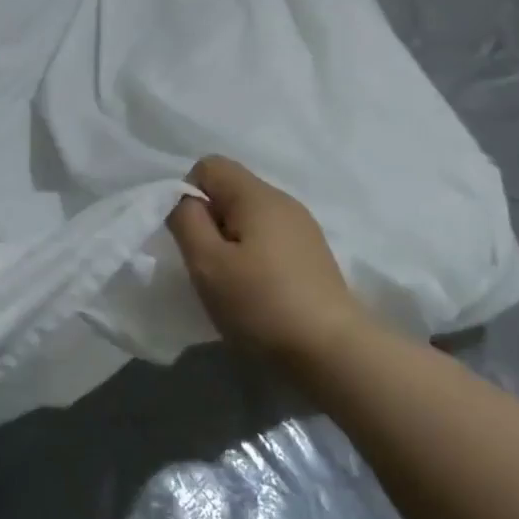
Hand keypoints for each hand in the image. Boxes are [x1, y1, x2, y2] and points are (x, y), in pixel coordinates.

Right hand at [168, 156, 366, 357]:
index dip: (188, 193)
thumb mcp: (207, 263)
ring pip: (249, 217)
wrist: (334, 353)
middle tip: (207, 263)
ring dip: (230, 241)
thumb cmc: (261, 303)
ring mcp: (303, 229)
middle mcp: (284, 202)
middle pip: (231, 191)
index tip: (190, 236)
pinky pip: (269, 239)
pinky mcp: (312, 256)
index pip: (209, 166)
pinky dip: (253, 256)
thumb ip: (186, 220)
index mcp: (257, 195)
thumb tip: (185, 200)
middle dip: (209, 220)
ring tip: (231, 281)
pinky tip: (257, 291)